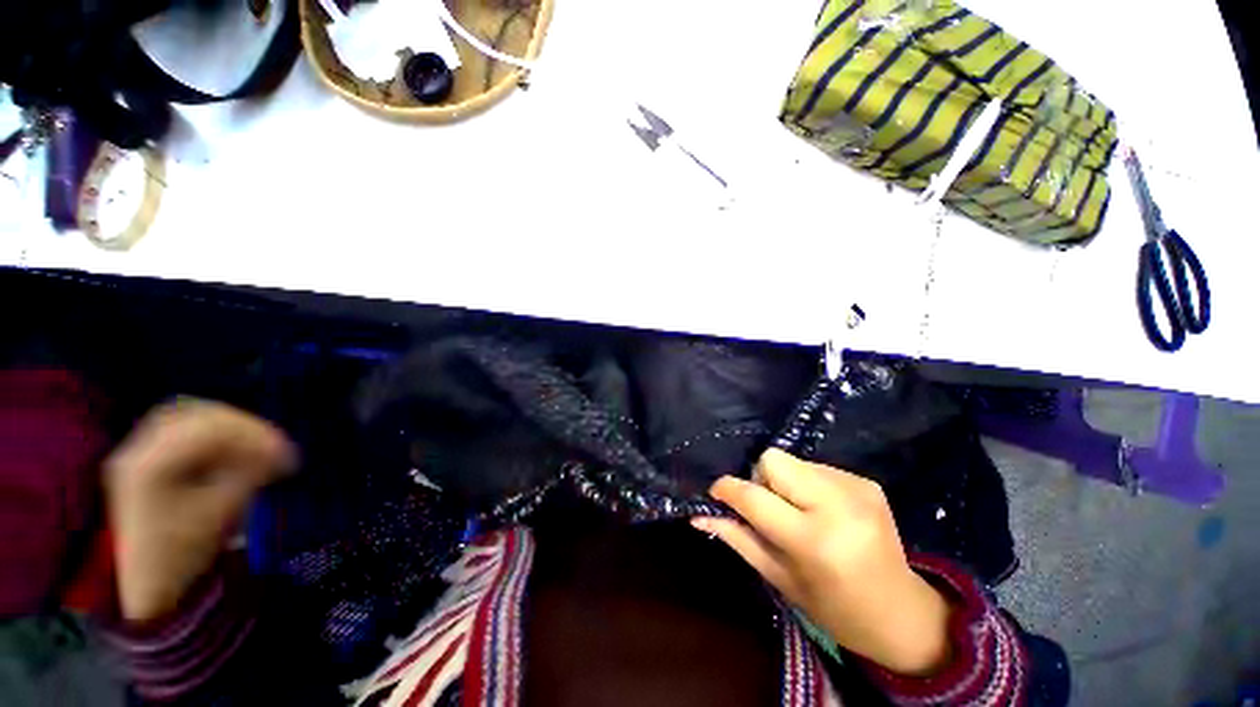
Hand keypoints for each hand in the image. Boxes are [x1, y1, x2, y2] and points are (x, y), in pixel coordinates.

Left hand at [105, 400, 295, 622]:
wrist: (147, 583)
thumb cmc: (184, 553)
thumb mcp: (220, 514)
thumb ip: (247, 474)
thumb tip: (278, 452)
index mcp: (152, 464)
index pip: (211, 427)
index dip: (256, 434)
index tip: (287, 454)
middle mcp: (139, 448)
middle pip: (200, 414)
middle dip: (245, 426)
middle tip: (276, 446)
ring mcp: (138, 450)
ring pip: (192, 415)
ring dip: (231, 426)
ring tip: (258, 446)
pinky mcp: (145, 456)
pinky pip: (184, 427)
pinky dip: (215, 433)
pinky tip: (233, 449)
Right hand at [692, 450, 952, 675]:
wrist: (902, 612)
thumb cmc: (833, 607)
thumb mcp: (779, 578)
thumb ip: (737, 539)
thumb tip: (697, 515)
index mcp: (814, 540)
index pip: (754, 497)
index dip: (728, 489)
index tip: (716, 492)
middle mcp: (837, 505)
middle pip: (772, 460)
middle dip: (761, 480)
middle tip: (769, 509)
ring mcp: (856, 488)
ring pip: (792, 461)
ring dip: (783, 482)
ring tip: (798, 512)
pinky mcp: (866, 481)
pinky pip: (815, 467)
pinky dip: (806, 484)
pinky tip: (821, 511)